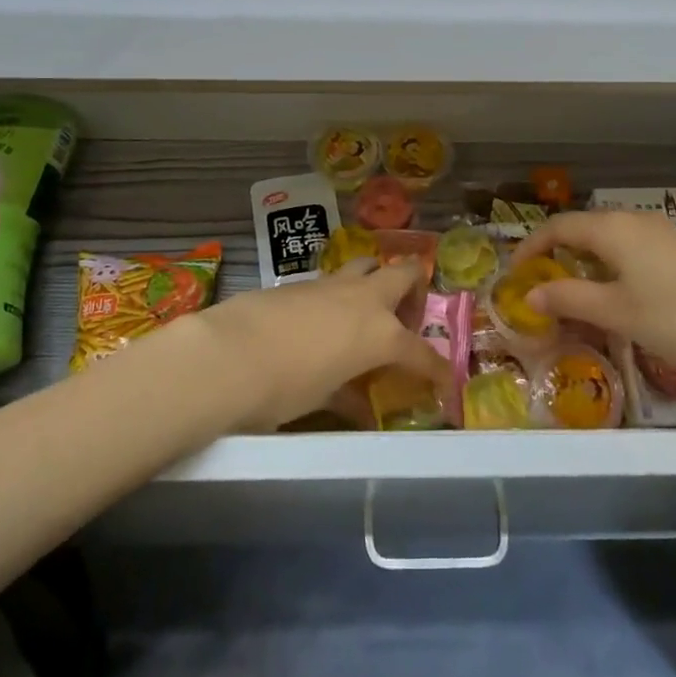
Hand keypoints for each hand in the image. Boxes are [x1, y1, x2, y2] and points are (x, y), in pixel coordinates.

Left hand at [195, 260, 449, 429]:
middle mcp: (364, 300)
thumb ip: (349, 397)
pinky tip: (323, 321)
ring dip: (376, 281)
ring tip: (366, 311)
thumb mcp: (324, 398)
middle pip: (405, 273)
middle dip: (414, 290)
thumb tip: (362, 411)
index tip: (446, 383)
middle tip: (405, 319)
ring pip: (368, 265)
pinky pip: (334, 280)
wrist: (229, 354)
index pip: (421, 354)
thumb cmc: (285, 388)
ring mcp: (332, 284)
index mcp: (381, 334)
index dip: (437, 370)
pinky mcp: (302, 281)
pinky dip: (340, 295)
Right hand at [511, 210, 675, 372]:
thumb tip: (529, 293)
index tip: (514, 276)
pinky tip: (620, 297)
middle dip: (555, 256)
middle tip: (542, 291)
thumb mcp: (619, 313)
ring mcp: (660, 232)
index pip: (556, 227)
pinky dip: (611, 267)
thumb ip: (570, 299)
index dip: (530, 248)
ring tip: (576, 298)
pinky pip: (630, 250)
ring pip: (607, 241)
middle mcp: (633, 221)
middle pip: (581, 230)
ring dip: (584, 264)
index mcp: (612, 229)